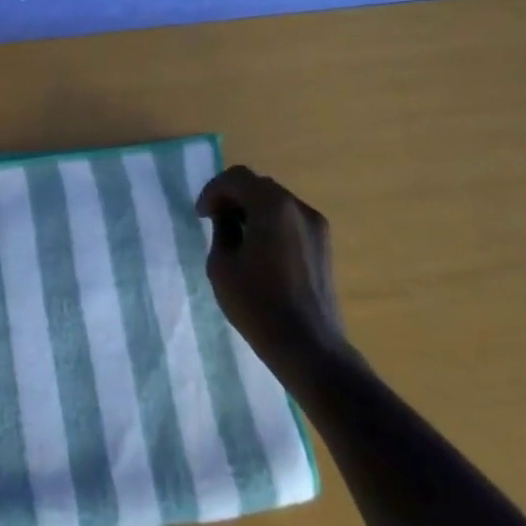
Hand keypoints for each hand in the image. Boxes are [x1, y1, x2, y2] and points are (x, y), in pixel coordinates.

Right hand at [197, 166, 350, 382]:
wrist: (309, 347)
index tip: (201, 215)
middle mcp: (298, 208)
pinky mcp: (324, 247)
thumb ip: (222, 230)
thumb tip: (226, 217)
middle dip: (233, 197)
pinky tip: (259, 251)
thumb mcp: (222, 264)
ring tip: (236, 237)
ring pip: (277, 203)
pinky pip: (291, 221)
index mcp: (272, 206)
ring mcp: (317, 227)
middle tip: (214, 221)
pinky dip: (271, 224)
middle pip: (259, 186)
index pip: (237, 177)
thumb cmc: (258, 304)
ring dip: (252, 210)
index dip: (213, 191)